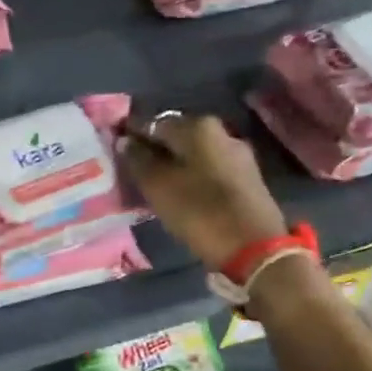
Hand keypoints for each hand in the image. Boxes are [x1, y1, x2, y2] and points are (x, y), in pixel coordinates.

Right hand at [120, 113, 286, 267]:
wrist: (255, 248)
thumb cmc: (199, 211)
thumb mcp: (157, 185)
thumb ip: (138, 159)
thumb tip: (125, 140)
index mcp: (197, 126)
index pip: (152, 123)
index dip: (132, 136)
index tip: (116, 152)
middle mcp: (220, 132)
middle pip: (175, 137)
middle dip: (154, 151)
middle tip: (133, 172)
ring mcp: (238, 154)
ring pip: (193, 154)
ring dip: (173, 165)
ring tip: (154, 186)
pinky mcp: (247, 177)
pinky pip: (209, 168)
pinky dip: (191, 176)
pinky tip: (181, 193)